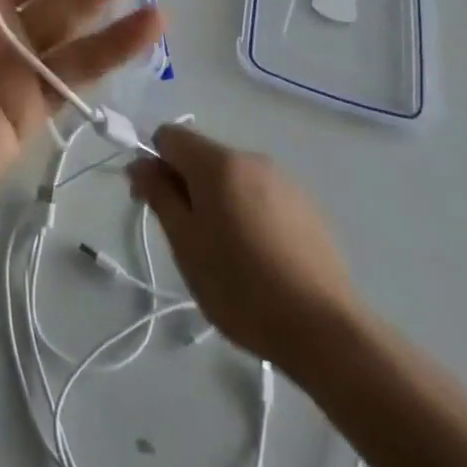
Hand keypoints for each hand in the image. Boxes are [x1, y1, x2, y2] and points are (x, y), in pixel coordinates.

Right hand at [128, 125, 352, 378]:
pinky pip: (262, 196)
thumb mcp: (185, 244)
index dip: (153, 163)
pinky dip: (249, 213)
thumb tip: (140, 163)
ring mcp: (284, 181)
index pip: (169, 135)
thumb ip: (159, 195)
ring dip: (218, 201)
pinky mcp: (308, 207)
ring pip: (233, 178)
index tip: (153, 203)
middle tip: (188, 238)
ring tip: (227, 255)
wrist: (326, 331)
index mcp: (218, 162)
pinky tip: (260, 258)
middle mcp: (251, 158)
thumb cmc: (242, 287)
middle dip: (187, 186)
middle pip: (203, 156)